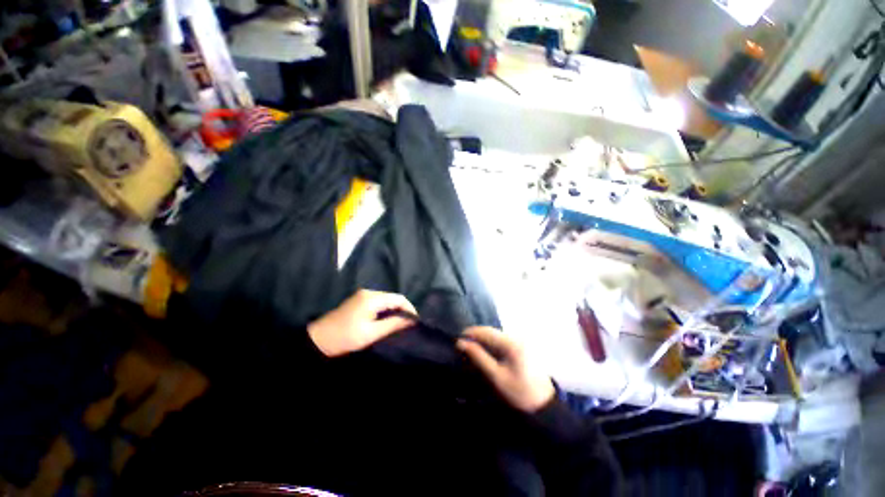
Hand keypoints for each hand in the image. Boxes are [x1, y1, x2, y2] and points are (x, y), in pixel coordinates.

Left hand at [308, 290, 416, 356]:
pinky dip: (386, 309)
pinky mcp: (359, 300)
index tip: (415, 321)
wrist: (318, 339)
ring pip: (386, 300)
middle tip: (409, 324)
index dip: (409, 308)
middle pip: (393, 298)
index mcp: (372, 298)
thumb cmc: (345, 337)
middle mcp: (369, 292)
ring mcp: (363, 295)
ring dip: (394, 310)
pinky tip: (387, 319)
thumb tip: (411, 320)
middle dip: (402, 309)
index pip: (398, 298)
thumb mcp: (371, 333)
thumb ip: (392, 324)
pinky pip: (379, 302)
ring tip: (401, 323)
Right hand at [457, 327, 554, 412]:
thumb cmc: (519, 393)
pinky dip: (490, 345)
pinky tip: (484, 354)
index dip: (470, 333)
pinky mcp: (520, 348)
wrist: (544, 406)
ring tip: (470, 350)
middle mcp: (516, 337)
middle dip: (475, 337)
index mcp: (511, 342)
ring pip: (495, 336)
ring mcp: (519, 341)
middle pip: (490, 332)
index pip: (486, 331)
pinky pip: (501, 341)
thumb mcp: (496, 376)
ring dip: (482, 341)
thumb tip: (461, 343)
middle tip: (462, 346)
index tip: (457, 340)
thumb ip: (478, 357)